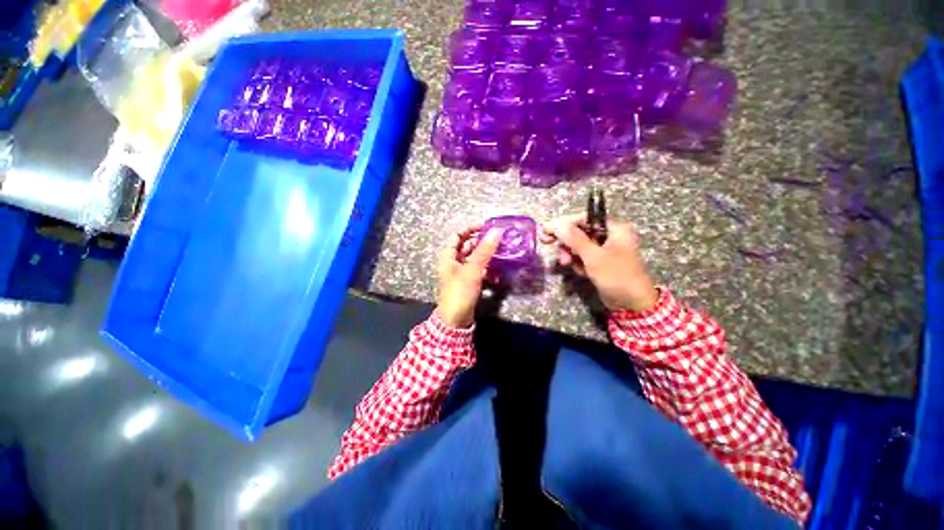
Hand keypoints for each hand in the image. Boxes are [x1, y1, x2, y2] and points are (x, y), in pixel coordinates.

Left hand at [436, 226, 502, 327]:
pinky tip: (497, 272)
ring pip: (474, 259)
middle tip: (497, 240)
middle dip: (481, 242)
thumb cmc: (460, 292)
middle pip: (467, 246)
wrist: (455, 320)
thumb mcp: (472, 269)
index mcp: (448, 256)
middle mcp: (453, 262)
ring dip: (486, 256)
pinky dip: (486, 269)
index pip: (457, 235)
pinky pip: (478, 271)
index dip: (470, 228)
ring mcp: (460, 273)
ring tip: (500, 253)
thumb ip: (484, 250)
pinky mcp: (467, 283)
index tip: (486, 227)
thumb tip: (496, 231)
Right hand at [540, 215, 658, 312]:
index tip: (546, 230)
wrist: (633, 305)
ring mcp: (604, 250)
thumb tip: (556, 224)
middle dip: (565, 241)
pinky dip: (578, 263)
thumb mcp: (594, 256)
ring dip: (570, 254)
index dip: (563, 223)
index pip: (583, 218)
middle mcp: (609, 236)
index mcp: (613, 228)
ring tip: (566, 263)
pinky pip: (582, 258)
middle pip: (579, 232)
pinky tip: (581, 272)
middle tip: (547, 242)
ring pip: (578, 246)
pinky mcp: (599, 263)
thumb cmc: (617, 276)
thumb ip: (574, 239)